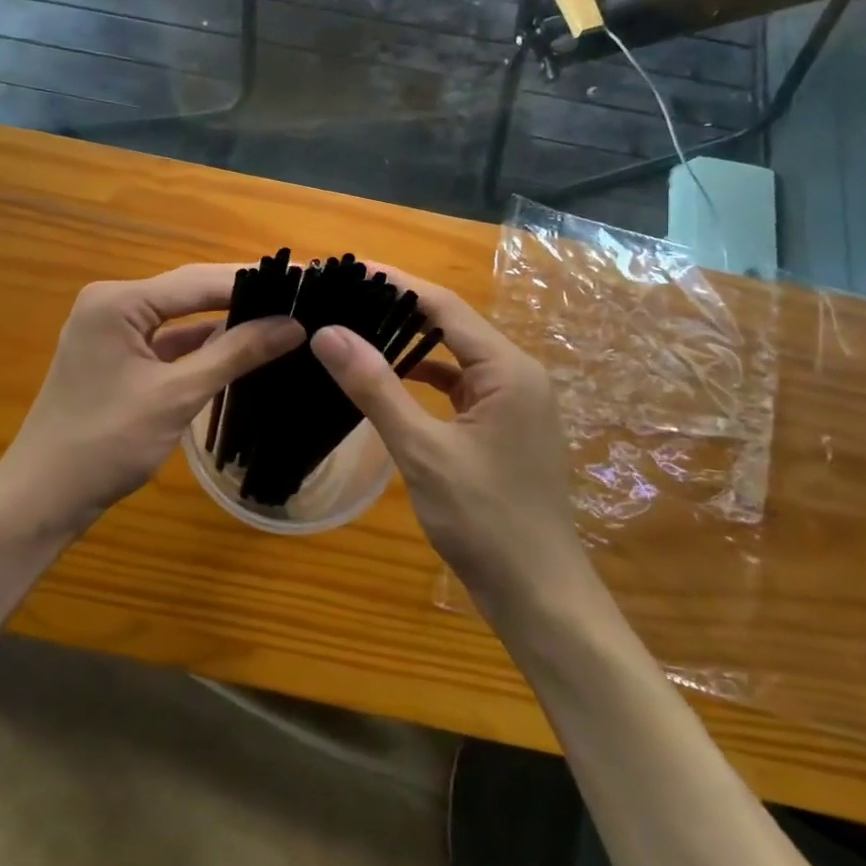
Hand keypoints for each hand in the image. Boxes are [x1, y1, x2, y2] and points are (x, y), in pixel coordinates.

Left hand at [0, 265, 304, 533]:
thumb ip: (234, 355)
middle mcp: (112, 304)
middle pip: (188, 292)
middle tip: (299, 294)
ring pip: (180, 318)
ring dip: (224, 321)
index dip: (251, 280)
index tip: (302, 278)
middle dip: (241, 296)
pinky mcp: (117, 358)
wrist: (43, 498)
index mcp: (118, 301)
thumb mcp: (176, 396)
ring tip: (281, 316)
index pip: (197, 281)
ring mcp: (112, 332)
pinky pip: (167, 342)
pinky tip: (241, 346)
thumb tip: (293, 325)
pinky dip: (201, 346)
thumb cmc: (105, 443)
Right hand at [308, 271, 591, 616]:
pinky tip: (386, 380)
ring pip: (452, 356)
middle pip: (449, 324)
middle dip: (396, 308)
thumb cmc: (485, 521)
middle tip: (340, 296)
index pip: (443, 305)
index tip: (345, 268)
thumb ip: (376, 388)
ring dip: (408, 343)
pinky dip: (422, 378)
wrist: (538, 596)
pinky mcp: (500, 427)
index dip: (392, 282)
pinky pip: (457, 386)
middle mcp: (515, 374)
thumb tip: (328, 332)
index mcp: (507, 369)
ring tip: (354, 328)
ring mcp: (511, 402)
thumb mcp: (423, 451)